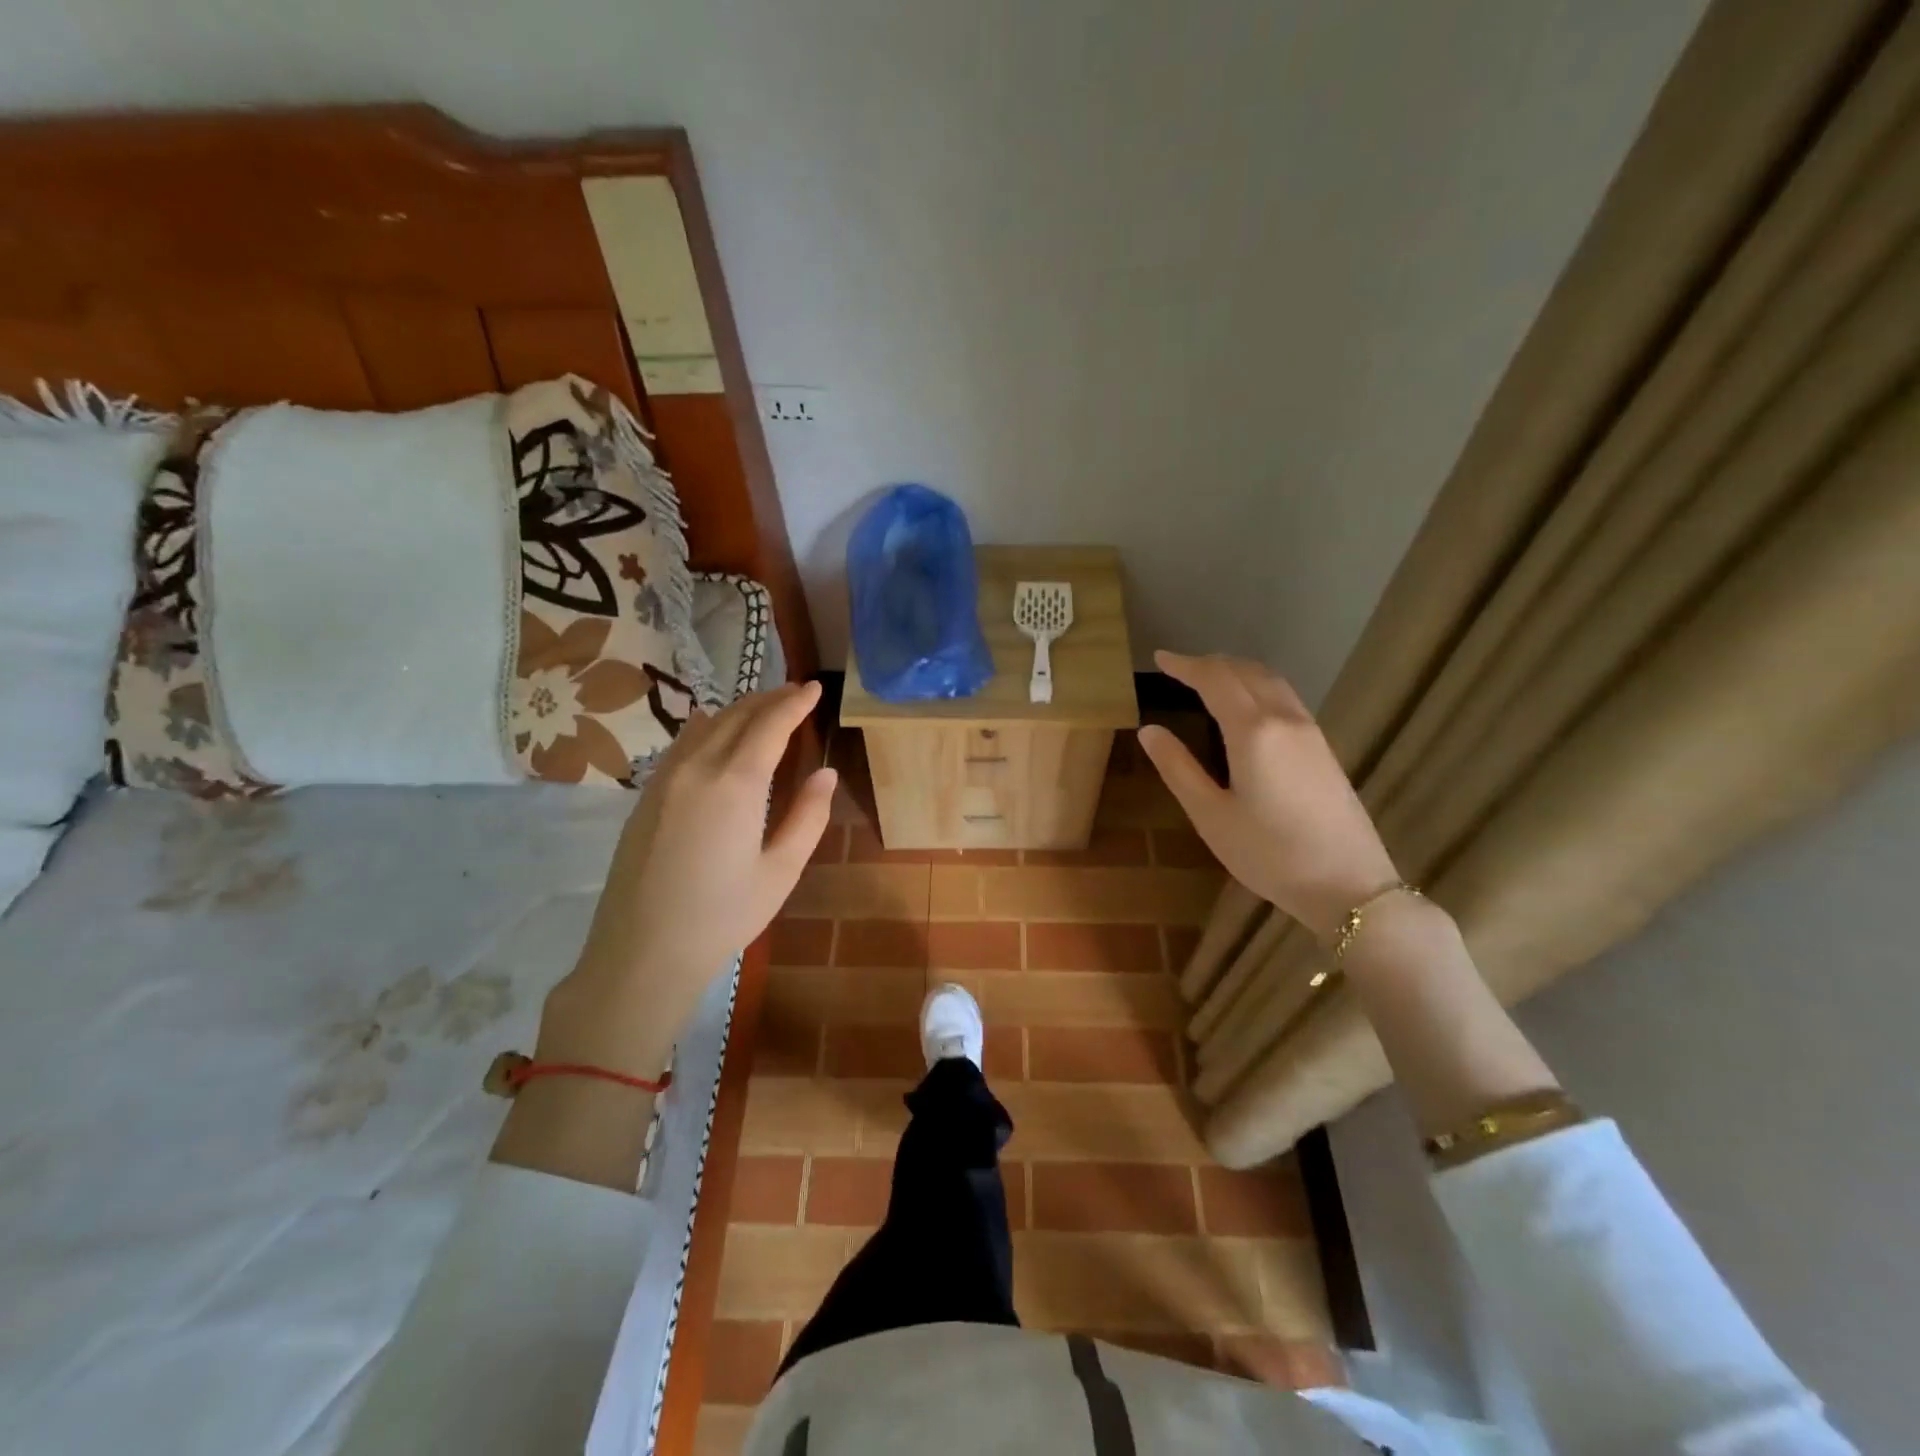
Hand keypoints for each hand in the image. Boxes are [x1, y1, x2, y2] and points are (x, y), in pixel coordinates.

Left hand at [535, 682, 835, 1075]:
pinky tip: (716, 732)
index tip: (815, 688)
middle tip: (796, 692)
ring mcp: (665, 779)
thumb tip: (825, 772)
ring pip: (705, 725)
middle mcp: (697, 768)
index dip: (795, 703)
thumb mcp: (781, 870)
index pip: (770, 725)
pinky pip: (682, 744)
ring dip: (739, 709)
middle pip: (736, 716)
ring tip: (764, 708)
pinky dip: (709, 727)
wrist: (642, 952)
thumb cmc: (723, 916)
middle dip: (770, 699)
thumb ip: (808, 816)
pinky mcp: (646, 796)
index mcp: (736, 784)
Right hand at [1137, 651, 1398, 940]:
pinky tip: (1249, 706)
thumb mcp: (1211, 815)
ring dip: (1238, 671)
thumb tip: (1148, 730)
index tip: (1160, 658)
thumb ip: (1178, 768)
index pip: (1215, 680)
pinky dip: (1258, 687)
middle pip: (1246, 672)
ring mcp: (1310, 732)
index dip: (1185, 665)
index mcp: (1253, 731)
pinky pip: (1286, 698)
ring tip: (1211, 679)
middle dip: (1211, 664)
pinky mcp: (1323, 749)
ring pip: (1271, 682)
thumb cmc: (1269, 853)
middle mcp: (1284, 720)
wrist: (1349, 885)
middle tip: (1180, 668)